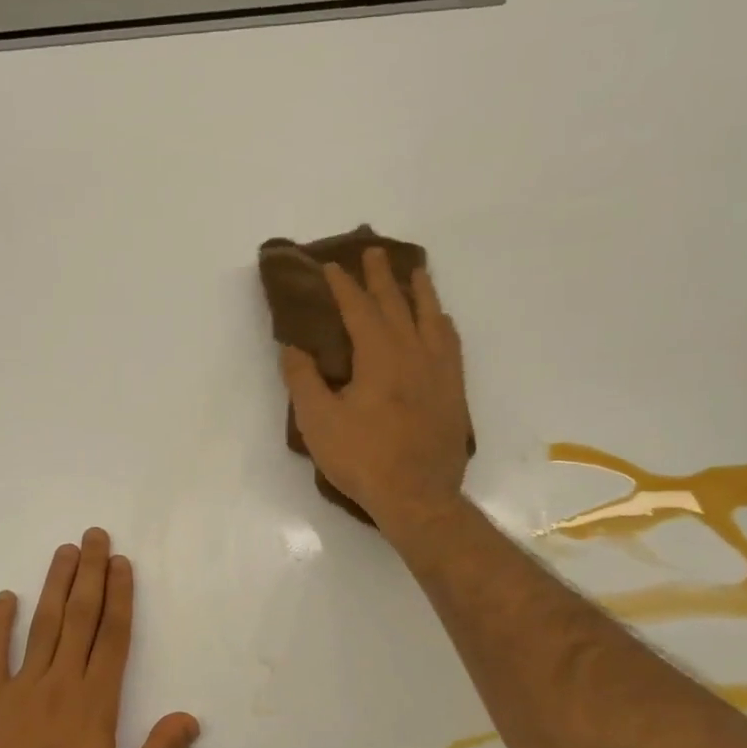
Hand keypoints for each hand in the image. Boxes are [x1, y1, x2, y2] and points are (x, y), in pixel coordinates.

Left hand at [0, 528, 199, 747]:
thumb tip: (190, 718)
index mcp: (94, 706)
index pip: (113, 638)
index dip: (119, 597)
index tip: (121, 563)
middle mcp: (59, 686)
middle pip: (79, 619)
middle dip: (90, 575)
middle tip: (94, 536)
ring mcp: (19, 691)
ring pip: (41, 626)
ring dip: (54, 586)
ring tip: (64, 552)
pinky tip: (4, 598)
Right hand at [280, 248, 472, 543]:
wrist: (418, 495)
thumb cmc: (362, 458)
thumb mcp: (318, 421)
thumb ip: (303, 379)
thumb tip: (293, 346)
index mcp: (379, 355)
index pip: (359, 309)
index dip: (344, 286)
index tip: (331, 266)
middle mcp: (414, 352)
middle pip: (397, 304)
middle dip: (381, 277)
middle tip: (373, 251)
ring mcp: (439, 370)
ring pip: (431, 317)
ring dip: (420, 291)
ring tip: (415, 272)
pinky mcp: (453, 390)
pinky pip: (450, 342)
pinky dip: (441, 323)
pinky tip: (440, 321)